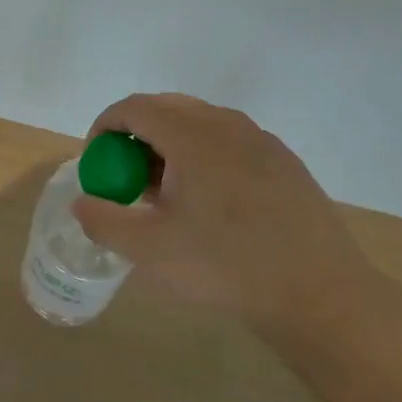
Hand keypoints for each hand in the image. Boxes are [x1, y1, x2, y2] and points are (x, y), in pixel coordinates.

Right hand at [72, 93, 386, 346]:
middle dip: (136, 135)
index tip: (96, 161)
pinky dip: (203, 156)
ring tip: (165, 193)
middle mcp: (227, 125)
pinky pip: (230, 142)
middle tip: (126, 176)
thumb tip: (82, 203)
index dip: (105, 127)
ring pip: (201, 124)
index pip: (135, 108)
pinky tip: (209, 203)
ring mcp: (261, 141)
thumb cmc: (225, 267)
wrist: (319, 294)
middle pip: (167, 108)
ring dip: (170, 145)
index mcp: (192, 135)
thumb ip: (104, 221)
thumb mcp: (148, 251)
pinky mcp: (284, 163)